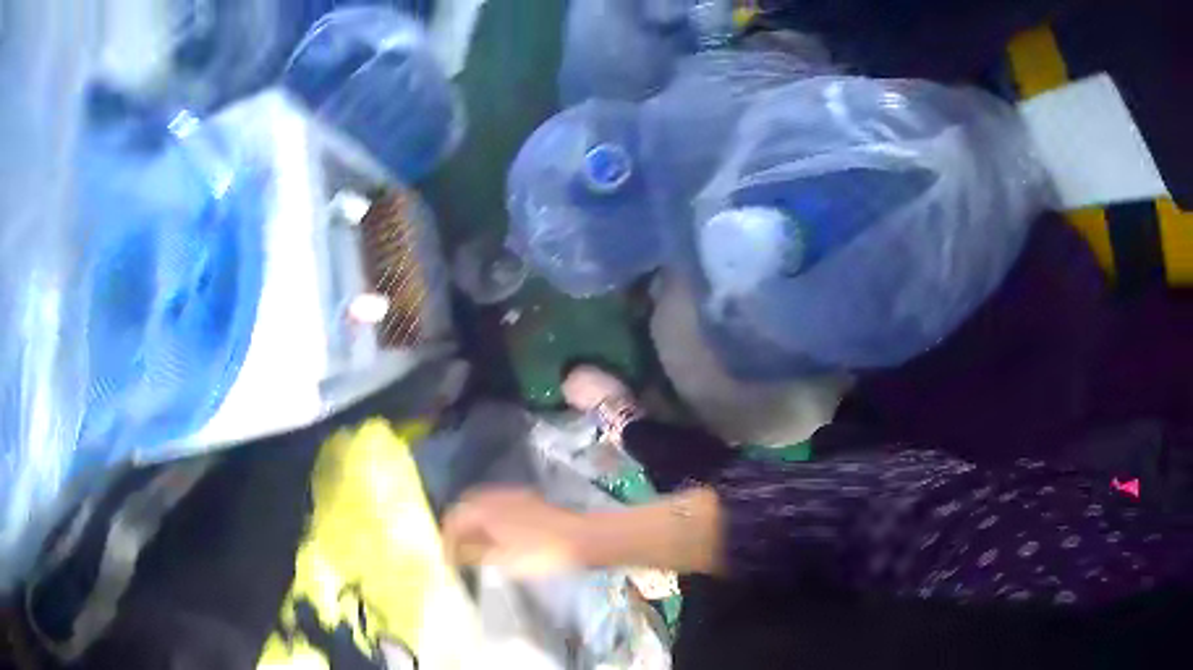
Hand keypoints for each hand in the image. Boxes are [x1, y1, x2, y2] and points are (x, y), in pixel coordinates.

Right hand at [442, 488, 584, 575]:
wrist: (582, 538)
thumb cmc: (542, 553)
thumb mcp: (504, 560)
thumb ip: (477, 555)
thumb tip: (458, 554)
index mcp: (484, 511)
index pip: (453, 521)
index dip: (446, 542)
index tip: (446, 560)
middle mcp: (494, 498)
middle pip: (464, 509)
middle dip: (457, 528)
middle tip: (456, 550)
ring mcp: (513, 496)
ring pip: (481, 506)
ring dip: (473, 523)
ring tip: (474, 547)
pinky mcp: (528, 500)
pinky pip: (498, 506)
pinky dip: (490, 520)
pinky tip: (498, 538)